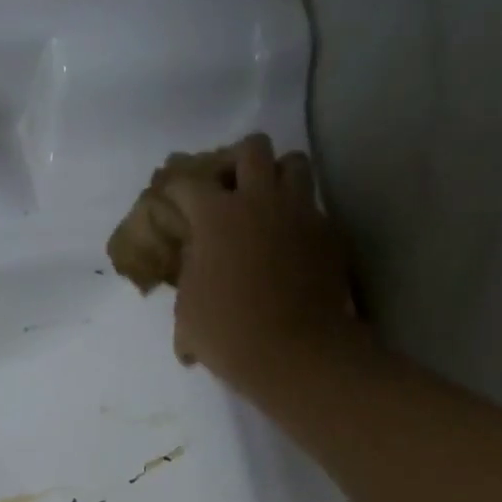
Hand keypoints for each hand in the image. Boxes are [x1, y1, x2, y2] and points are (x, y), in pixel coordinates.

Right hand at [167, 133, 360, 389]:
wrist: (294, 353)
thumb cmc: (228, 336)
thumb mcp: (187, 315)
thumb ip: (188, 281)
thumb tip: (193, 272)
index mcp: (217, 217)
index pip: (189, 182)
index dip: (177, 188)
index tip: (172, 199)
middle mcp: (260, 200)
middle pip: (252, 148)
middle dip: (236, 162)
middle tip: (229, 190)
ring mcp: (300, 212)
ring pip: (293, 163)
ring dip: (277, 177)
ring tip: (268, 204)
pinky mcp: (329, 232)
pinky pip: (314, 208)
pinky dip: (300, 216)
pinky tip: (291, 242)